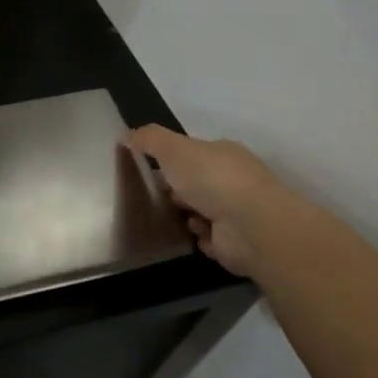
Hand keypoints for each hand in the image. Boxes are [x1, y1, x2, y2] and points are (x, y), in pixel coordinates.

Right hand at [125, 125, 292, 278]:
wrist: (250, 226)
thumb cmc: (211, 178)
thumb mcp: (173, 148)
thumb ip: (149, 139)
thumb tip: (127, 135)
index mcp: (224, 154)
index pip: (195, 154)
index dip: (172, 161)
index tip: (151, 169)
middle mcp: (234, 181)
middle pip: (198, 183)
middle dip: (177, 190)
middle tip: (156, 196)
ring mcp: (237, 212)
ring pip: (203, 212)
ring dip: (186, 215)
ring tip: (171, 218)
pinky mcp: (235, 242)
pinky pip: (209, 239)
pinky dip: (198, 237)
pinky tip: (190, 236)